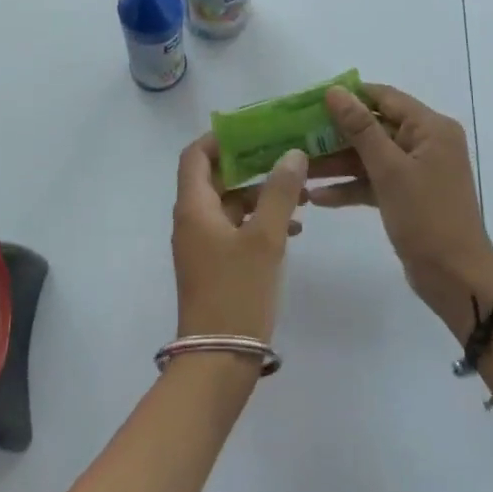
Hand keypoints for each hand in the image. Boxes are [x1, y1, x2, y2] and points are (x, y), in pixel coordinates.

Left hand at [172, 137, 306, 343]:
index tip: (254, 130)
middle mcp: (191, 220)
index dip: (220, 138)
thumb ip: (279, 193)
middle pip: (215, 177)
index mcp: (194, 207)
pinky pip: (235, 229)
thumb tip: (292, 154)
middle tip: (286, 157)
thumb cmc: (237, 292)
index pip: (196, 155)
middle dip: (251, 165)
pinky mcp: (214, 265)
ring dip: (261, 195)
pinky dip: (259, 221)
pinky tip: (293, 228)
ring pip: (230, 205)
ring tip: (301, 193)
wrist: (218, 360)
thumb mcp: (265, 239)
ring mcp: (202, 244)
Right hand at [313, 84, 492, 339]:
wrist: (456, 279)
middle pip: (373, 127)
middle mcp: (425, 143)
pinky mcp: (406, 196)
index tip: (309, 103)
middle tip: (297, 137)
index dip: (348, 97)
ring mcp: (416, 171)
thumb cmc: (427, 217)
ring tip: (300, 169)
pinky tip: (317, 197)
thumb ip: (360, 128)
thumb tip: (335, 91)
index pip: (384, 97)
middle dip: (336, 134)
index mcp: (430, 128)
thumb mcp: (389, 169)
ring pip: (369, 157)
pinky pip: (373, 181)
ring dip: (337, 163)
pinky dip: (350, 187)